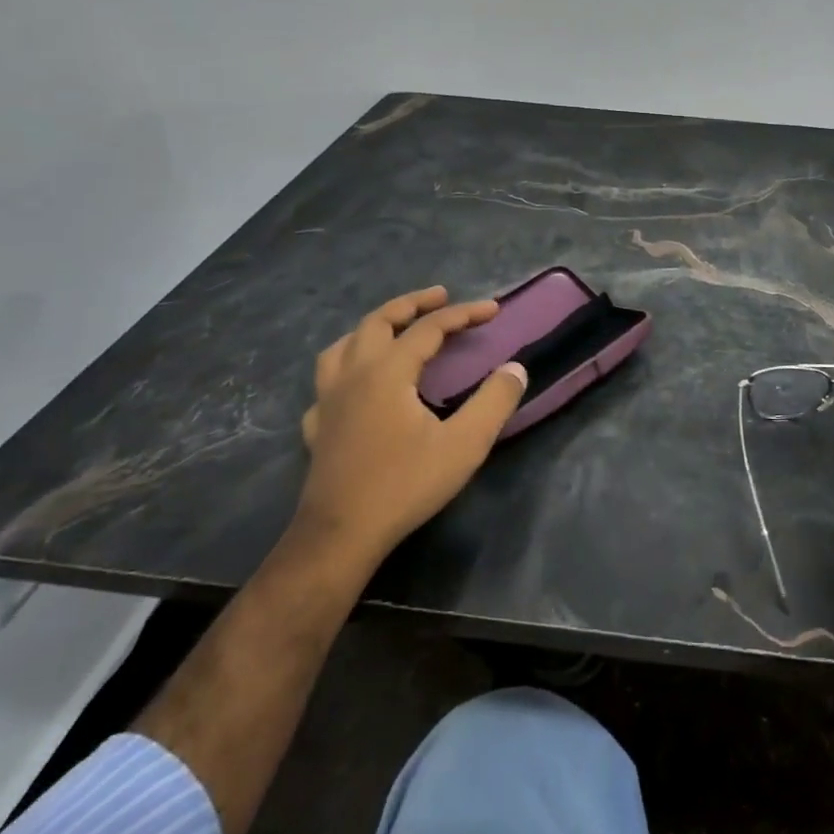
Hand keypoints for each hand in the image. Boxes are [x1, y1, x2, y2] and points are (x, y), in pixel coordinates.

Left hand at [296, 286, 526, 563]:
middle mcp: (353, 374)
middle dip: (412, 304)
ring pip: (344, 345)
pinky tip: (355, 386)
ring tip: (395, 329)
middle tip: (440, 297)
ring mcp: (328, 400)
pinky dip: (346, 369)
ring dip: (373, 328)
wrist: (340, 536)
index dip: (463, 314)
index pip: (429, 328)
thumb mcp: (465, 444)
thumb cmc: (405, 485)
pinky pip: (327, 382)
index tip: (492, 310)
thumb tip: (515, 368)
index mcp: (388, 372)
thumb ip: (494, 401)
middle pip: (378, 321)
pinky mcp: (318, 427)